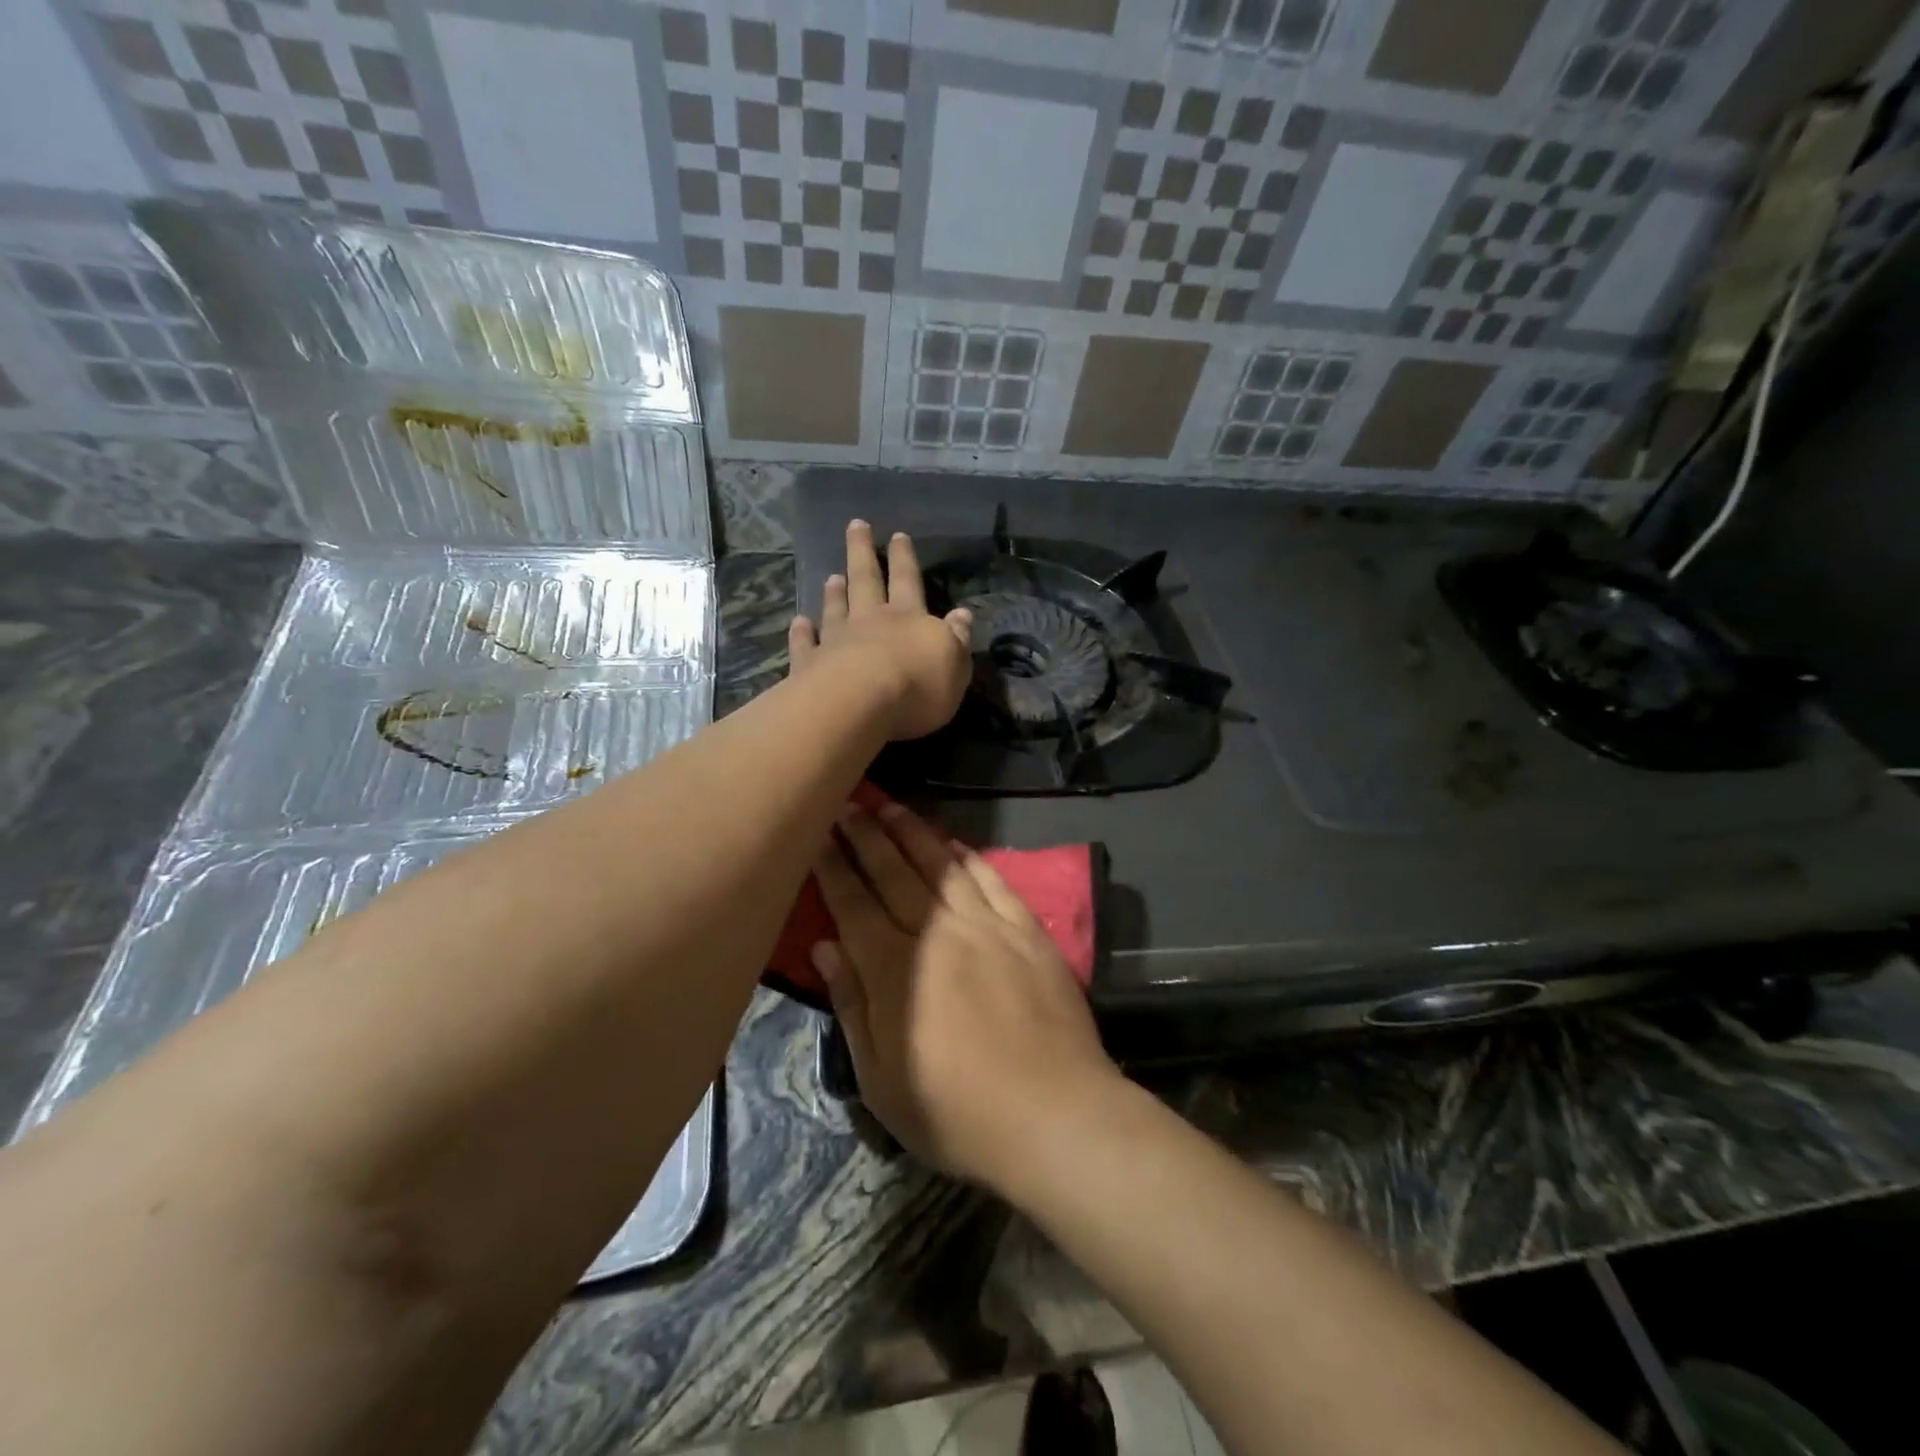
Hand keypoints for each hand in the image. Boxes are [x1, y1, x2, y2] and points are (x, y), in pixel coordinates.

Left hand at [788, 520, 972, 741]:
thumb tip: (962, 614)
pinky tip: (799, 622)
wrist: (859, 704)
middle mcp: (870, 621)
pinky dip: (802, 632)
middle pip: (866, 580)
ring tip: (831, 576)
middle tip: (856, 525)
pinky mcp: (809, 665)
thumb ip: (957, 638)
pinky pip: (805, 644)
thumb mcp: (954, 664)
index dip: (904, 559)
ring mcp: (836, 641)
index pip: (908, 581)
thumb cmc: (917, 686)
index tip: (898, 535)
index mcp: (908, 618)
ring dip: (834, 593)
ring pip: (836, 609)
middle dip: (862, 552)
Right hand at [810, 802, 1122, 1191]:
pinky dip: (968, 857)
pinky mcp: (1027, 930)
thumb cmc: (956, 1112)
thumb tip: (824, 947)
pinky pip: (992, 880)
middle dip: (866, 835)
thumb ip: (852, 1006)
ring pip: (940, 866)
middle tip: (847, 802)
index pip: (853, 903)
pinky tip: (954, 844)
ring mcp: (987, 925)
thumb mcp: (881, 1079)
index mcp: (894, 968)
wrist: (1054, 1114)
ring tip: (890, 806)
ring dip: (912, 833)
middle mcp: (937, 932)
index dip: (833, 866)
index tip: (817, 834)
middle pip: (893, 872)